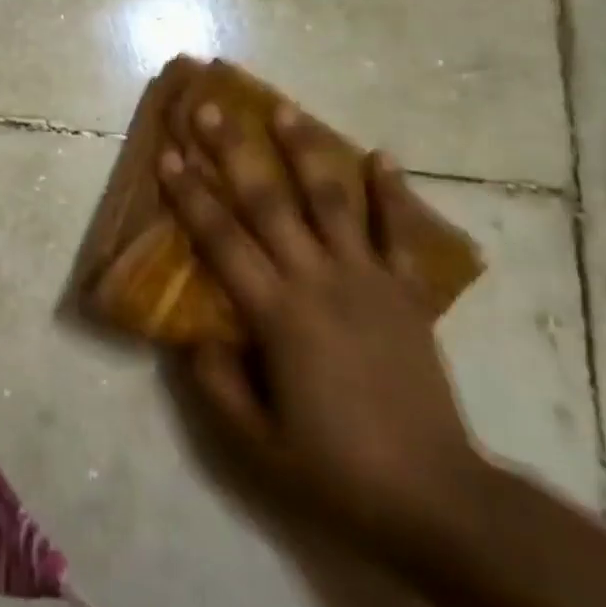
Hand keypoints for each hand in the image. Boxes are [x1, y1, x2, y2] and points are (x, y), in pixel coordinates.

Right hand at [158, 100, 481, 553]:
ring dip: (305, 150)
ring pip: (331, 200)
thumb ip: (216, 382)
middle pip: (268, 202)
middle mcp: (318, 280)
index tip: (169, 153)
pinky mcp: (407, 293)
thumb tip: (192, 334)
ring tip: (284, 108)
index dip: (190, 194)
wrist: (437, 498)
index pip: (221, 239)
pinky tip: (381, 154)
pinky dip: (391, 192)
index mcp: (277, 314)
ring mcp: (367, 280)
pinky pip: (398, 234)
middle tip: (212, 108)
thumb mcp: (256, 442)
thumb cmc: (336, 469)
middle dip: (235, 151)